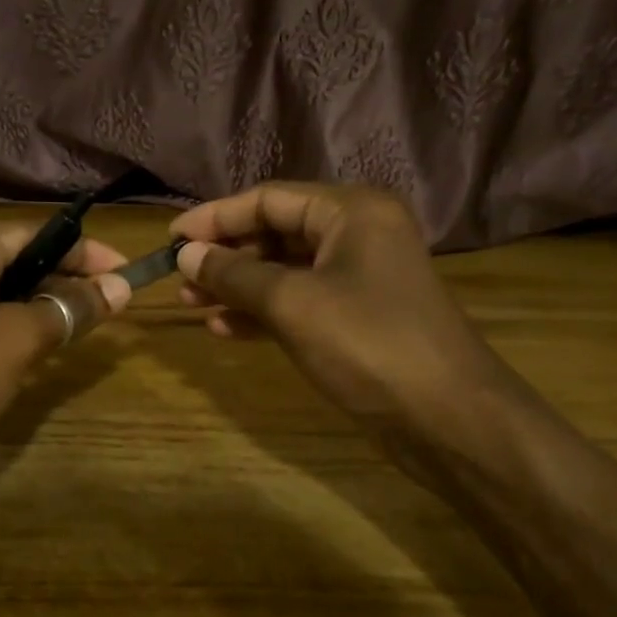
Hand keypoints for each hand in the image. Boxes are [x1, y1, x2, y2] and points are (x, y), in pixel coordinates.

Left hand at [0, 224, 130, 458]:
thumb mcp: (18, 337)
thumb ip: (70, 308)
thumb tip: (121, 287)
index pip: (35, 235)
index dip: (85, 253)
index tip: (127, 274)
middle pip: (15, 264)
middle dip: (64, 283)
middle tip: (110, 308)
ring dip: (39, 312)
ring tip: (80, 332)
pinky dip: (10, 336)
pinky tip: (32, 360)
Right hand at [169, 182, 483, 425]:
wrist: (447, 417)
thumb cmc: (368, 344)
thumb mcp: (292, 304)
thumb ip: (235, 274)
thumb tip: (186, 254)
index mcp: (351, 211)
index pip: (269, 199)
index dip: (215, 217)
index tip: (170, 239)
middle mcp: (357, 234)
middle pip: (276, 232)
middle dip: (226, 254)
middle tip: (179, 277)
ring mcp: (359, 277)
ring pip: (284, 270)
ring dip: (238, 285)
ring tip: (191, 303)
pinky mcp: (357, 317)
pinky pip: (299, 302)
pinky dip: (263, 312)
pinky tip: (226, 329)